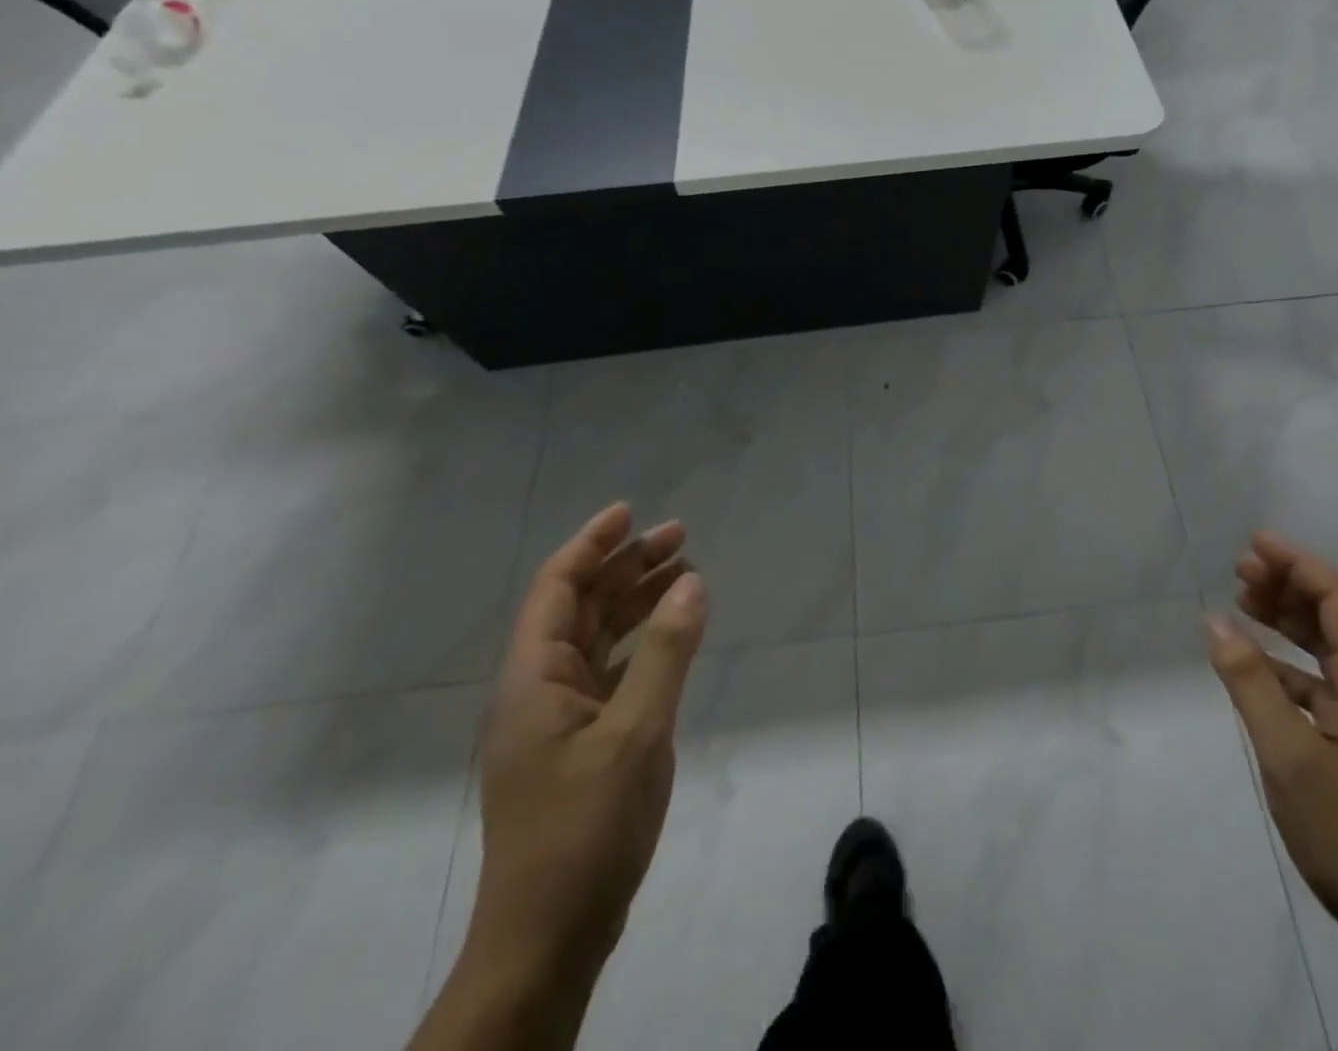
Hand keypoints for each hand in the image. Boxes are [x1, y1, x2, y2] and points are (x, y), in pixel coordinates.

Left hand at [470, 503, 708, 975]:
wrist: (549, 939)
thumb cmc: (584, 829)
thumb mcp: (636, 733)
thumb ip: (667, 652)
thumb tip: (691, 580)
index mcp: (533, 680)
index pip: (556, 589)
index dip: (591, 544)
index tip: (631, 512)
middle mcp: (539, 690)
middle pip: (580, 607)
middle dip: (625, 567)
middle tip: (679, 536)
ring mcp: (559, 720)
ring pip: (598, 639)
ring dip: (637, 602)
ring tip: (684, 572)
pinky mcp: (581, 745)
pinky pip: (611, 672)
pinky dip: (643, 645)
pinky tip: (675, 637)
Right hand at [1206, 533, 1337, 963]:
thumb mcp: (1289, 756)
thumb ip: (1251, 685)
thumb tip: (1215, 622)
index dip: (1298, 564)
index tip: (1254, 543)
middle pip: (1337, 619)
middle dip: (1289, 587)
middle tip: (1239, 569)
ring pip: (1330, 651)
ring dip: (1289, 622)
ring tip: (1243, 600)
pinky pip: (1325, 686)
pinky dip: (1290, 666)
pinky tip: (1256, 667)